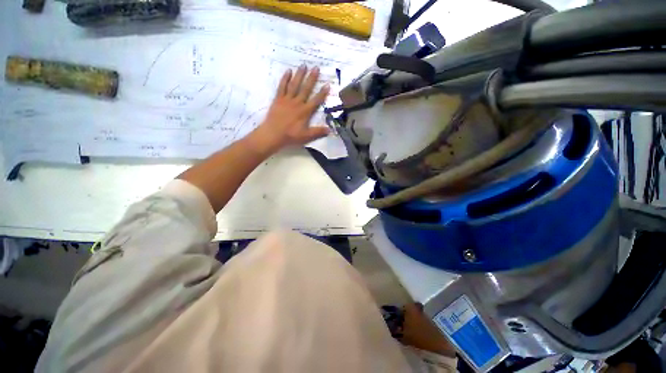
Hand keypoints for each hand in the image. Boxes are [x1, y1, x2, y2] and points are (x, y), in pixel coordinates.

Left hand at [248, 65, 330, 154]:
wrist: (273, 134)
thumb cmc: (290, 136)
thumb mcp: (306, 136)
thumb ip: (318, 132)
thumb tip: (330, 130)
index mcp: (305, 112)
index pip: (316, 101)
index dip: (322, 93)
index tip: (327, 84)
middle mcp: (297, 103)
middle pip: (306, 89)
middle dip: (312, 78)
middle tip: (316, 67)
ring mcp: (287, 100)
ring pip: (294, 85)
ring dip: (300, 75)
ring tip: (304, 65)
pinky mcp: (278, 99)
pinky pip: (282, 87)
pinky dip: (285, 79)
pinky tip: (288, 71)